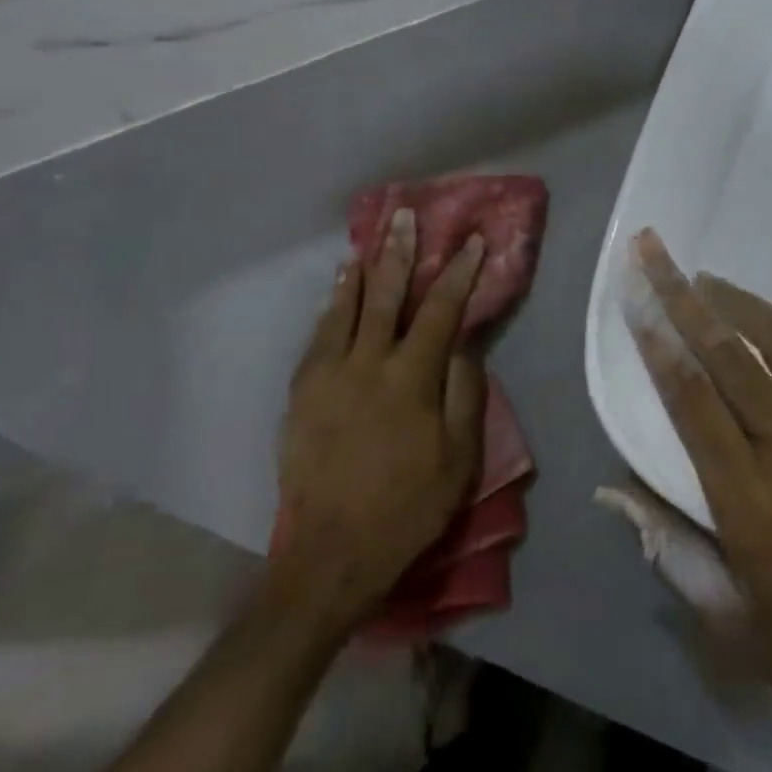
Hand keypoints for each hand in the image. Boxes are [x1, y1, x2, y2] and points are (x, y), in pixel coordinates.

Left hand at [273, 209, 485, 628]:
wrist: (332, 554)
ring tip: (368, 243)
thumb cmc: (407, 507)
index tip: (471, 241)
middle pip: (386, 296)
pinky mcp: (301, 393)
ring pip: (345, 309)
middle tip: (405, 216)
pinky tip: (335, 294)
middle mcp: (367, 364)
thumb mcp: (459, 459)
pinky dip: (330, 309)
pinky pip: (318, 337)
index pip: (440, 311)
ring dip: (360, 273)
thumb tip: (463, 346)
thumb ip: (464, 394)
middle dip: (399, 252)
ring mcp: (328, 376)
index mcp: (411, 378)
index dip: (458, 272)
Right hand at [622, 230, 771, 771]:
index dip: (655, 340)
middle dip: (681, 296)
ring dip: (742, 303)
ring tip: (706, 278)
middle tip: (653, 249)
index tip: (632, 293)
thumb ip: (671, 551)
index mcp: (749, 502)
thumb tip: (612, 492)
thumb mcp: (733, 625)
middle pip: (728, 355)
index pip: (689, 399)